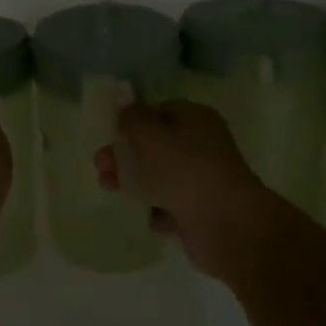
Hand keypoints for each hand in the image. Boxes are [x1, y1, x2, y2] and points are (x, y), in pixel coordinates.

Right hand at [94, 100, 280, 282]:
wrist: (226, 223)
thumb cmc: (183, 170)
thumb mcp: (149, 135)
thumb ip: (132, 118)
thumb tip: (124, 101)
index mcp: (196, 119)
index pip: (161, 111)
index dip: (134, 121)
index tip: (112, 134)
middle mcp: (204, 145)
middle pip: (157, 146)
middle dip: (125, 155)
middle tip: (100, 166)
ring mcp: (205, 180)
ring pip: (162, 177)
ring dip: (136, 183)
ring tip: (109, 189)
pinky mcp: (203, 211)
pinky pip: (174, 206)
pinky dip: (160, 210)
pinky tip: (152, 217)